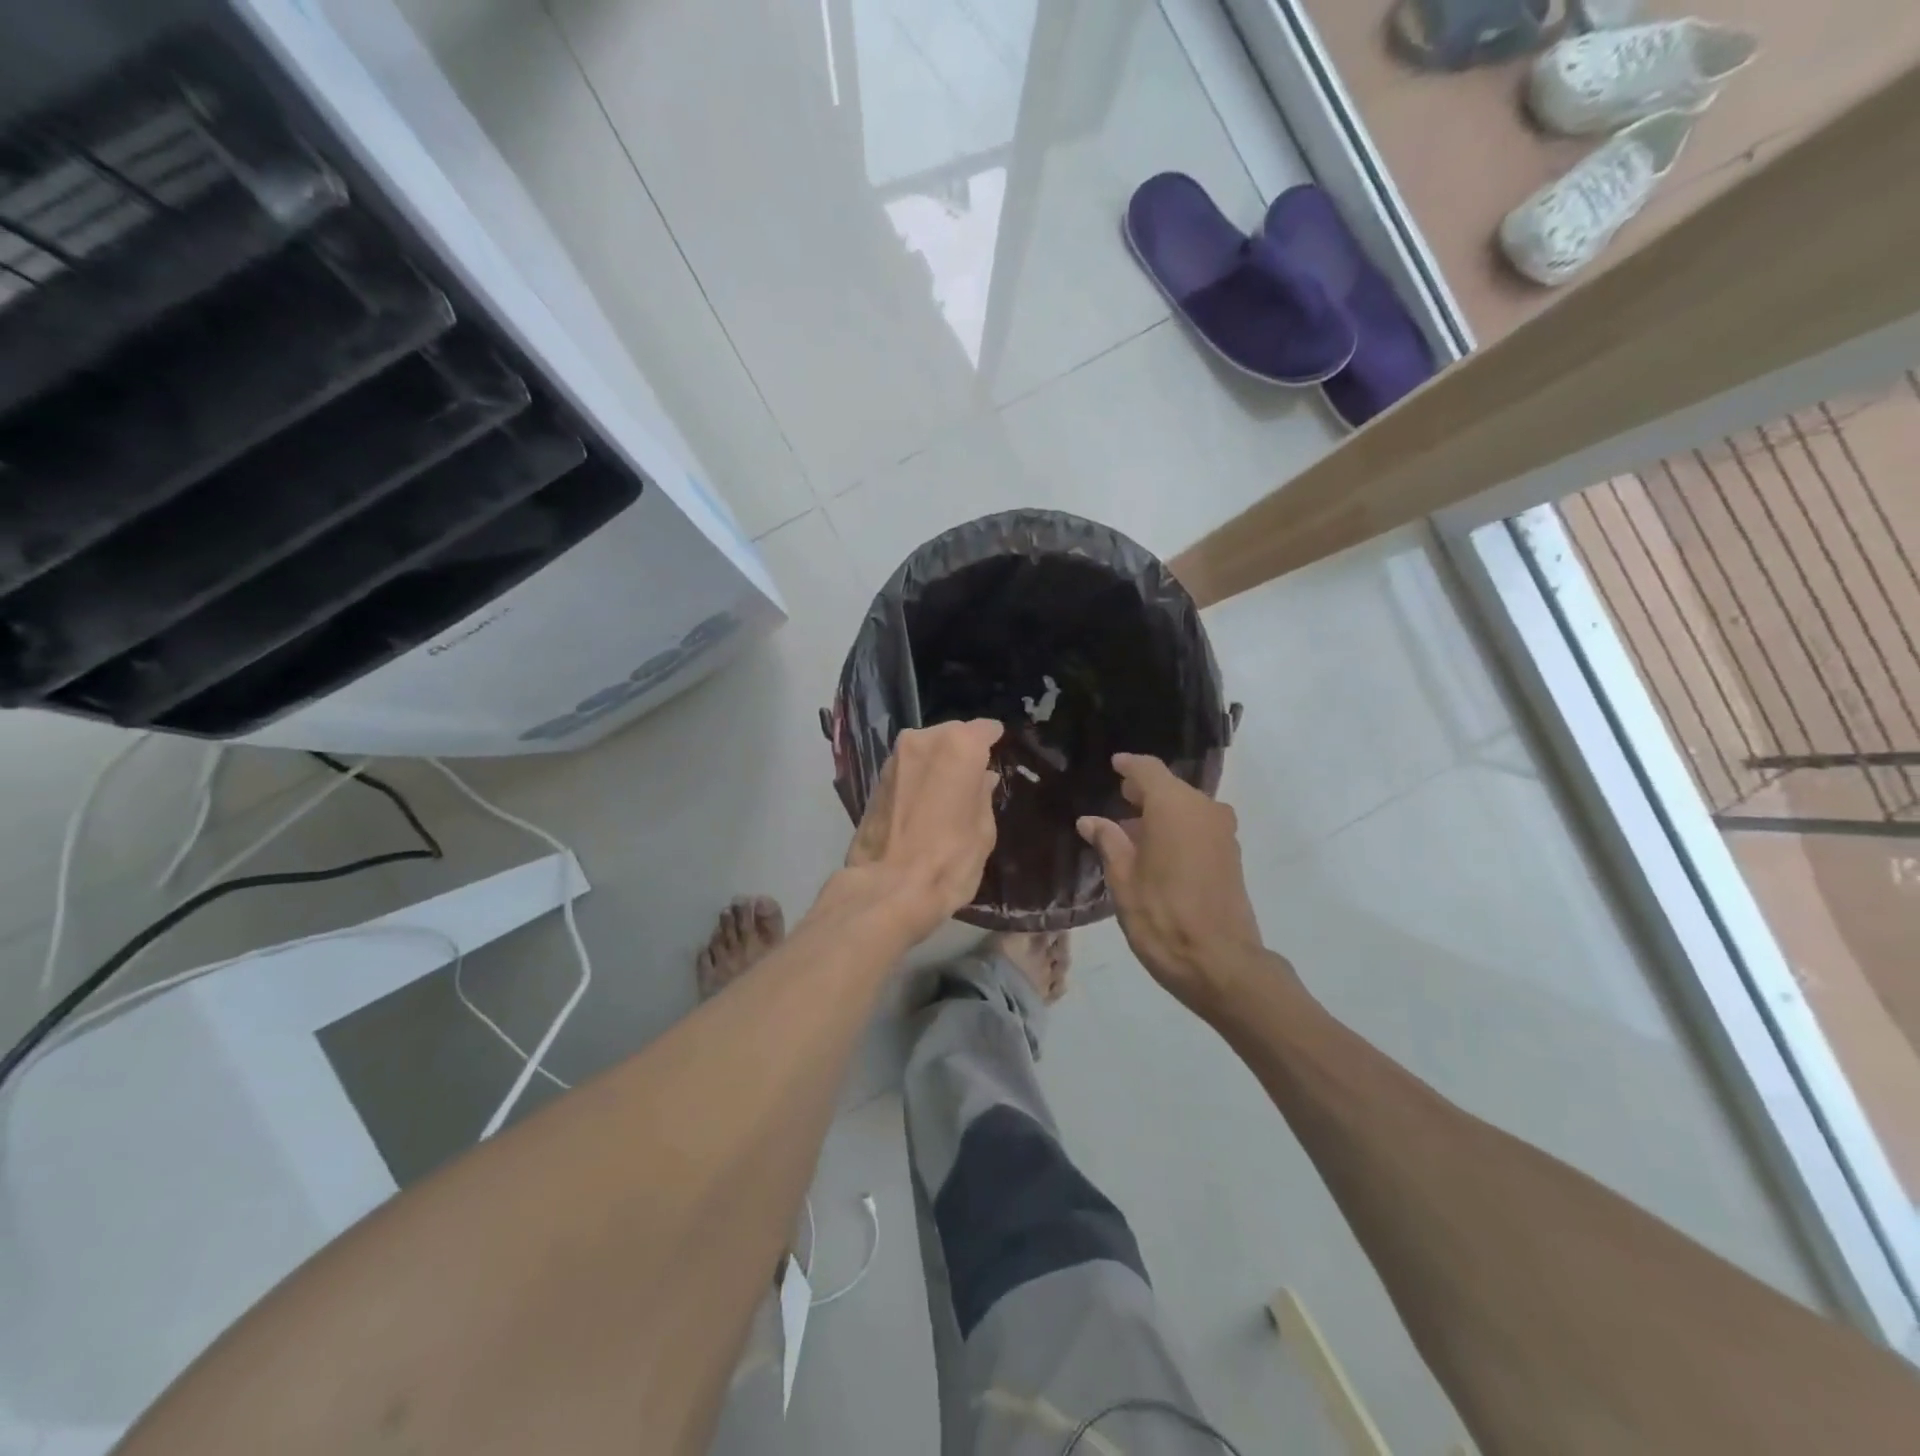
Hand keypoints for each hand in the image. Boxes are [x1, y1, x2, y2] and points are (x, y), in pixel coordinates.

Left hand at [834, 720, 1003, 942]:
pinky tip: (926, 802)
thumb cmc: (949, 861)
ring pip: (926, 750)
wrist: (887, 889)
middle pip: (952, 735)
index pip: (984, 729)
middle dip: (963, 751)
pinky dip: (919, 778)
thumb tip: (982, 778)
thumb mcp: (983, 831)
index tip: (1000, 753)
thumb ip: (983, 796)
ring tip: (949, 793)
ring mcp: (895, 758)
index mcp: (959, 747)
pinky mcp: (875, 779)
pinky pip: (908, 768)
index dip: (994, 740)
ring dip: (938, 764)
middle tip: (974, 777)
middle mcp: (923, 740)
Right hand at [1077, 754, 1268, 1014]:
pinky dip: (1177, 827)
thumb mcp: (1124, 880)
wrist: (1222, 964)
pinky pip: (1199, 825)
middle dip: (1143, 791)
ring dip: (1161, 812)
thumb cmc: (1162, 917)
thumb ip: (1108, 842)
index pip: (1148, 770)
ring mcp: (1222, 832)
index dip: (1128, 766)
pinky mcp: (1231, 854)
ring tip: (1131, 830)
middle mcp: (1204, 809)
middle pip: (1170, 787)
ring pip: (1186, 807)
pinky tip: (1156, 849)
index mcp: (1174, 807)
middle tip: (1116, 799)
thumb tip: (1091, 820)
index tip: (1113, 765)